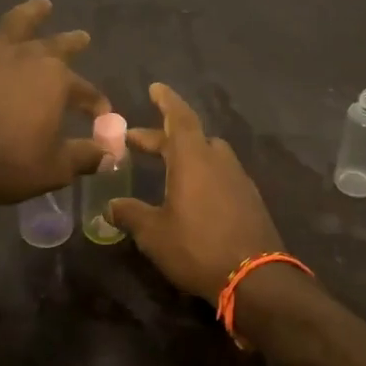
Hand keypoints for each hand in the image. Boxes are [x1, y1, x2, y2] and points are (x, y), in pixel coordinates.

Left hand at [0, 0, 108, 207]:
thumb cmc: (9, 163)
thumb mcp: (56, 168)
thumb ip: (85, 157)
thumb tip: (109, 155)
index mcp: (56, 80)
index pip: (85, 91)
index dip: (95, 103)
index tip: (102, 116)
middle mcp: (27, 58)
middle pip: (57, 45)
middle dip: (73, 42)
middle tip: (82, 37)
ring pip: (14, 23)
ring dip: (30, 13)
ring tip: (41, 4)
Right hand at [106, 83, 283, 300]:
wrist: (255, 278)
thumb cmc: (197, 247)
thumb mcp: (154, 233)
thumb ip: (130, 214)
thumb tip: (110, 206)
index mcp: (193, 158)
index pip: (178, 117)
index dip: (166, 100)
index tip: (155, 87)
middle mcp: (218, 160)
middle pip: (190, 137)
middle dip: (161, 137)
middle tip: (136, 142)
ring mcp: (238, 179)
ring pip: (208, 155)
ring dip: (185, 155)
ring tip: (165, 168)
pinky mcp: (249, 199)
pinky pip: (221, 175)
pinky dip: (202, 174)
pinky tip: (192, 195)